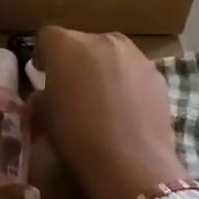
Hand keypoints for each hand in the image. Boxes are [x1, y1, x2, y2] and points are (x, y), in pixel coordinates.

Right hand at [31, 26, 189, 198]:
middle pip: (82, 42)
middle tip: (72, 87)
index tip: (42, 73)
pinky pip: (133, 71)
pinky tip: (125, 109)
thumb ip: (43, 96)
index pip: (47, 37)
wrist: (130, 162)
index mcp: (67, 46)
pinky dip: (126, 82)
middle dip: (75, 60)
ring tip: (102, 97)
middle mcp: (102, 40)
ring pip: (111, 53)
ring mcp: (134, 55)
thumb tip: (46, 94)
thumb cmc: (77, 137)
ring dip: (102, 68)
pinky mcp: (156, 74)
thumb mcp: (45, 117)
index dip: (43, 54)